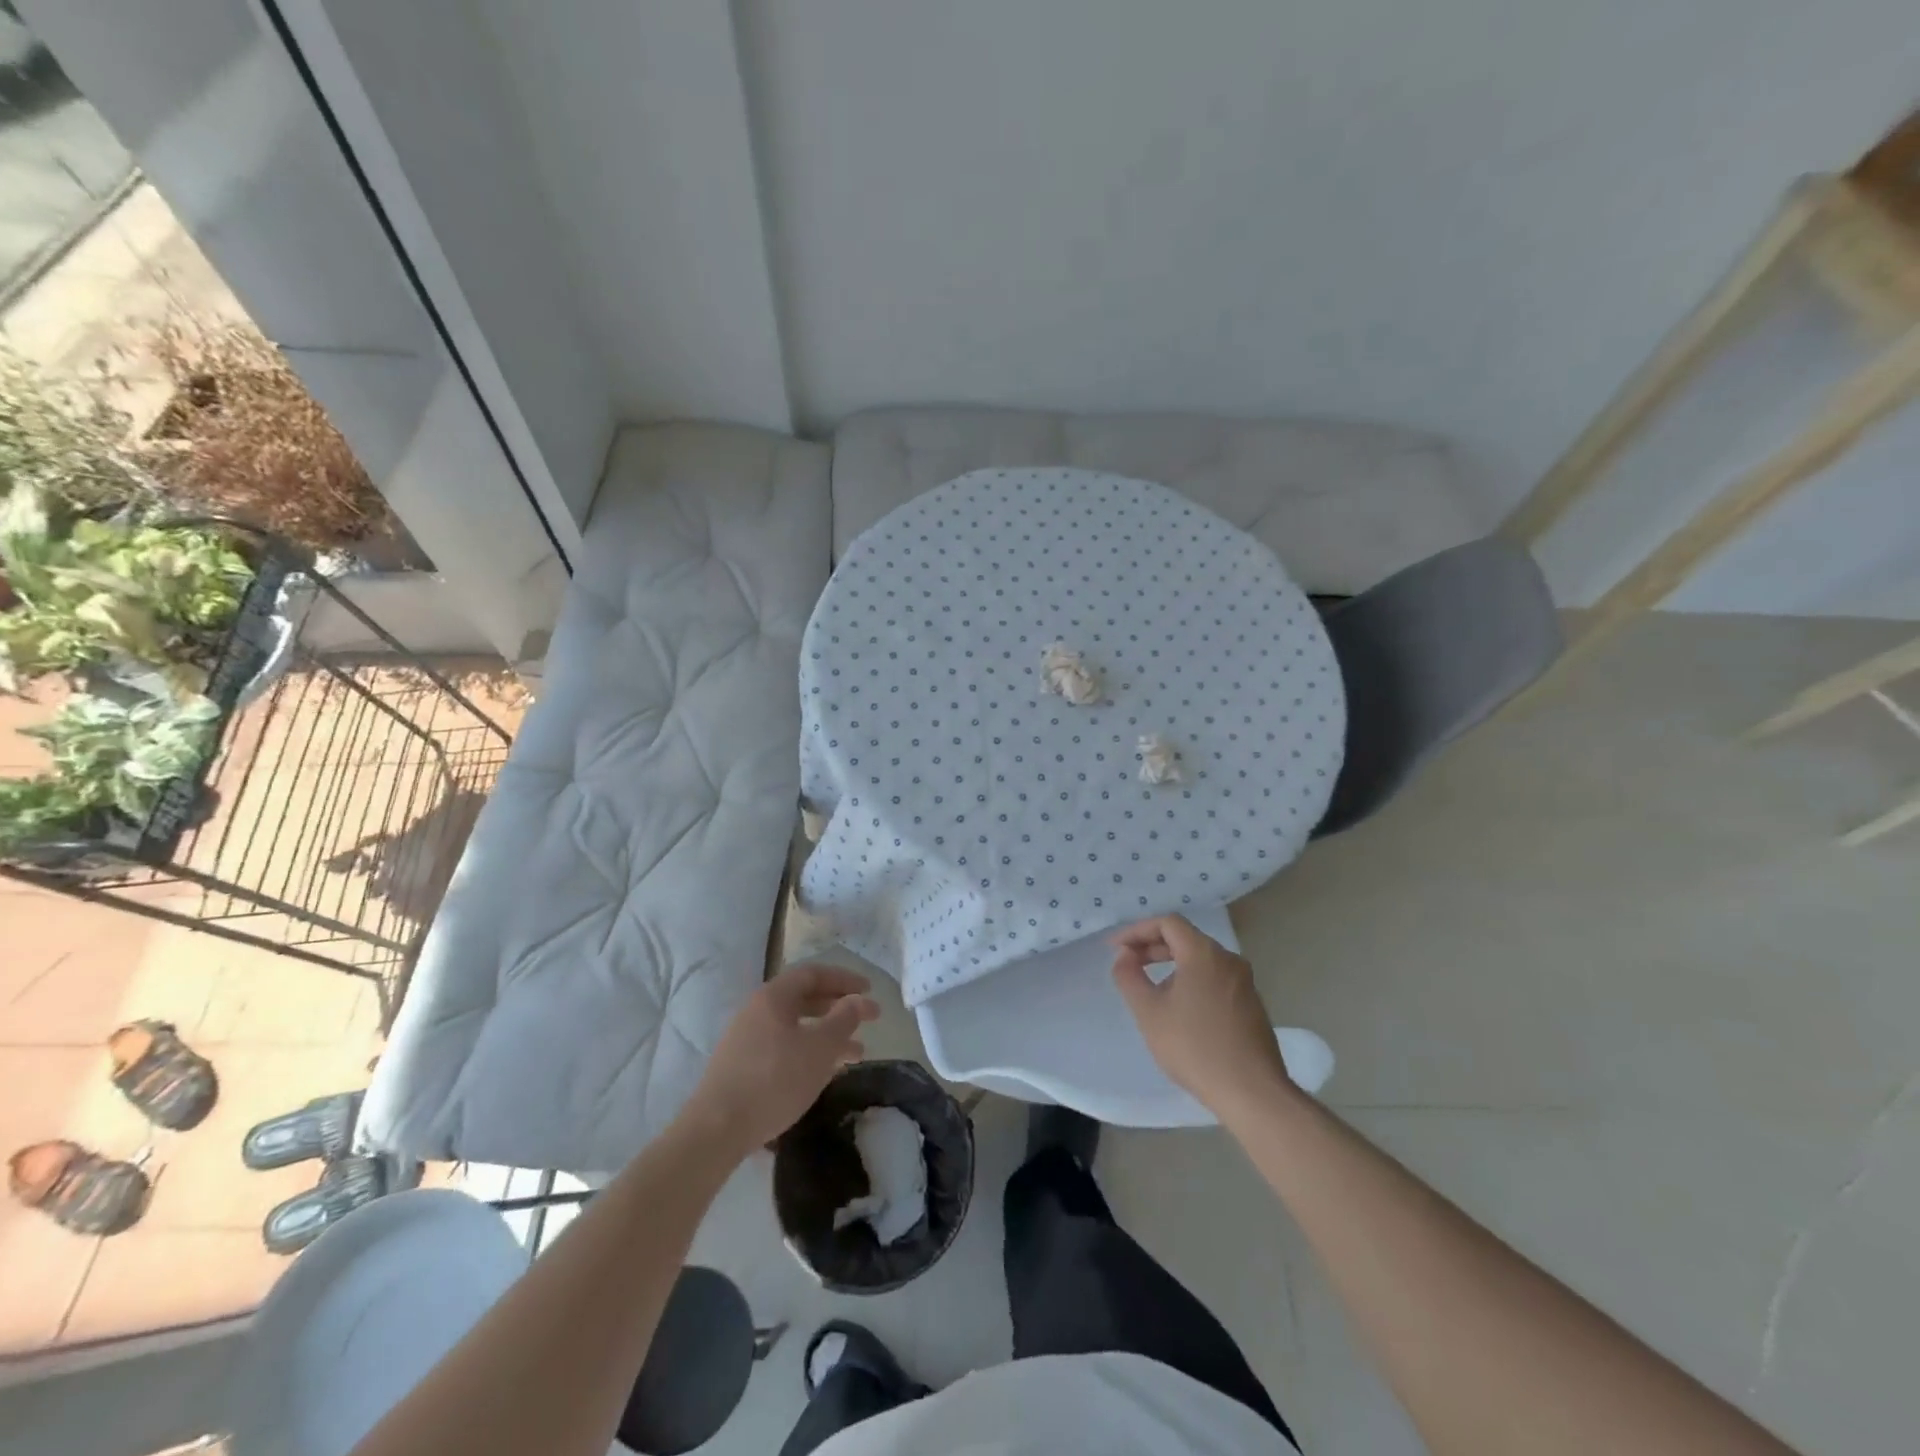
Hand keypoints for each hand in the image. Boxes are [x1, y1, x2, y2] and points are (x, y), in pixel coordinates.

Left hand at [684, 964, 880, 1156]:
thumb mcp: (819, 1049)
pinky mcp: (742, 1066)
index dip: (844, 979)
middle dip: (839, 1008)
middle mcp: (757, 1011)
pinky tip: (824, 1072)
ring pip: (796, 1027)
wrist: (716, 1130)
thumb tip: (858, 999)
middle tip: (867, 1019)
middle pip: (804, 998)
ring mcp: (746, 1039)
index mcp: (774, 997)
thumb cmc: (773, 1080)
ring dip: (828, 1035)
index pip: (813, 974)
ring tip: (857, 1054)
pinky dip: (809, 1052)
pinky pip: (784, 1047)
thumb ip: (843, 1020)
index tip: (869, 991)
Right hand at [1111, 915, 1293, 1118]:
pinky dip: (1192, 980)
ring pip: (1201, 960)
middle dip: (1152, 947)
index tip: (1116, 949)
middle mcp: (1228, 959)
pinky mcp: (1252, 1005)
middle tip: (1128, 964)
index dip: (1137, 930)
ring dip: (1172, 965)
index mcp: (1203, 953)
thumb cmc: (1194, 1047)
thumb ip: (1129, 976)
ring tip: (1151, 988)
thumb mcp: (1149, 1011)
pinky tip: (1180, 1009)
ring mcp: (1244, 982)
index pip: (1167, 923)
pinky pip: (1215, 978)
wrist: (1252, 1092)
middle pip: (1185, 938)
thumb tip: (1124, 955)